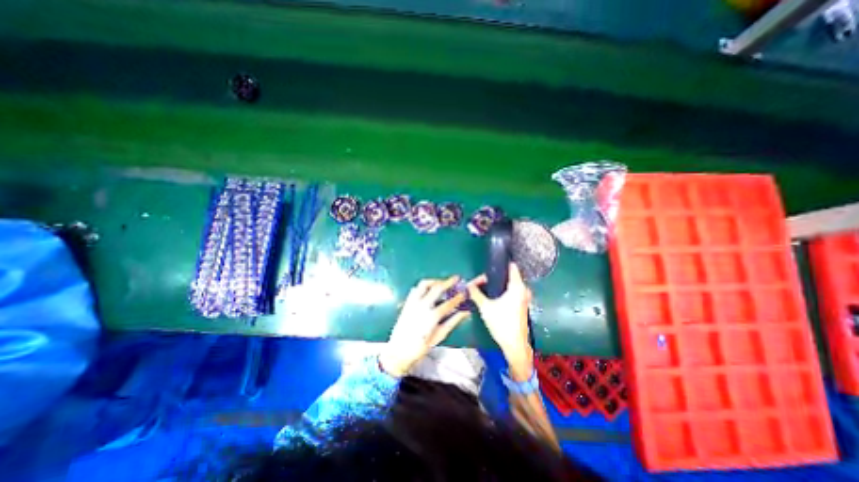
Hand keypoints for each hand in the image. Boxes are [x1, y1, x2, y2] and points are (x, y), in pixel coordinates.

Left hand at [379, 277, 467, 377]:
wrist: (398, 351)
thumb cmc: (420, 347)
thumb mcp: (439, 336)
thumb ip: (452, 322)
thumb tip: (465, 312)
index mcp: (432, 316)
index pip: (449, 303)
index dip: (458, 297)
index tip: (465, 293)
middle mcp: (422, 306)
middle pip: (437, 288)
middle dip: (448, 282)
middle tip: (456, 278)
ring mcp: (413, 303)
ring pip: (424, 284)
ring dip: (435, 281)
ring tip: (442, 283)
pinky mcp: (406, 303)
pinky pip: (415, 289)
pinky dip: (423, 287)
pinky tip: (428, 290)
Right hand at [468, 264, 534, 379]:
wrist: (514, 345)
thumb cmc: (501, 324)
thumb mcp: (485, 307)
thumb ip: (476, 293)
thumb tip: (468, 285)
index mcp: (517, 287)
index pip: (512, 267)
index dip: (500, 264)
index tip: (489, 265)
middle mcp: (523, 290)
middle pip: (509, 276)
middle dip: (495, 277)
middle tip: (481, 281)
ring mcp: (524, 298)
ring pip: (510, 285)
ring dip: (498, 285)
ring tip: (484, 287)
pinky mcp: (522, 305)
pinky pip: (513, 292)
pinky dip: (503, 292)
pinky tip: (493, 297)